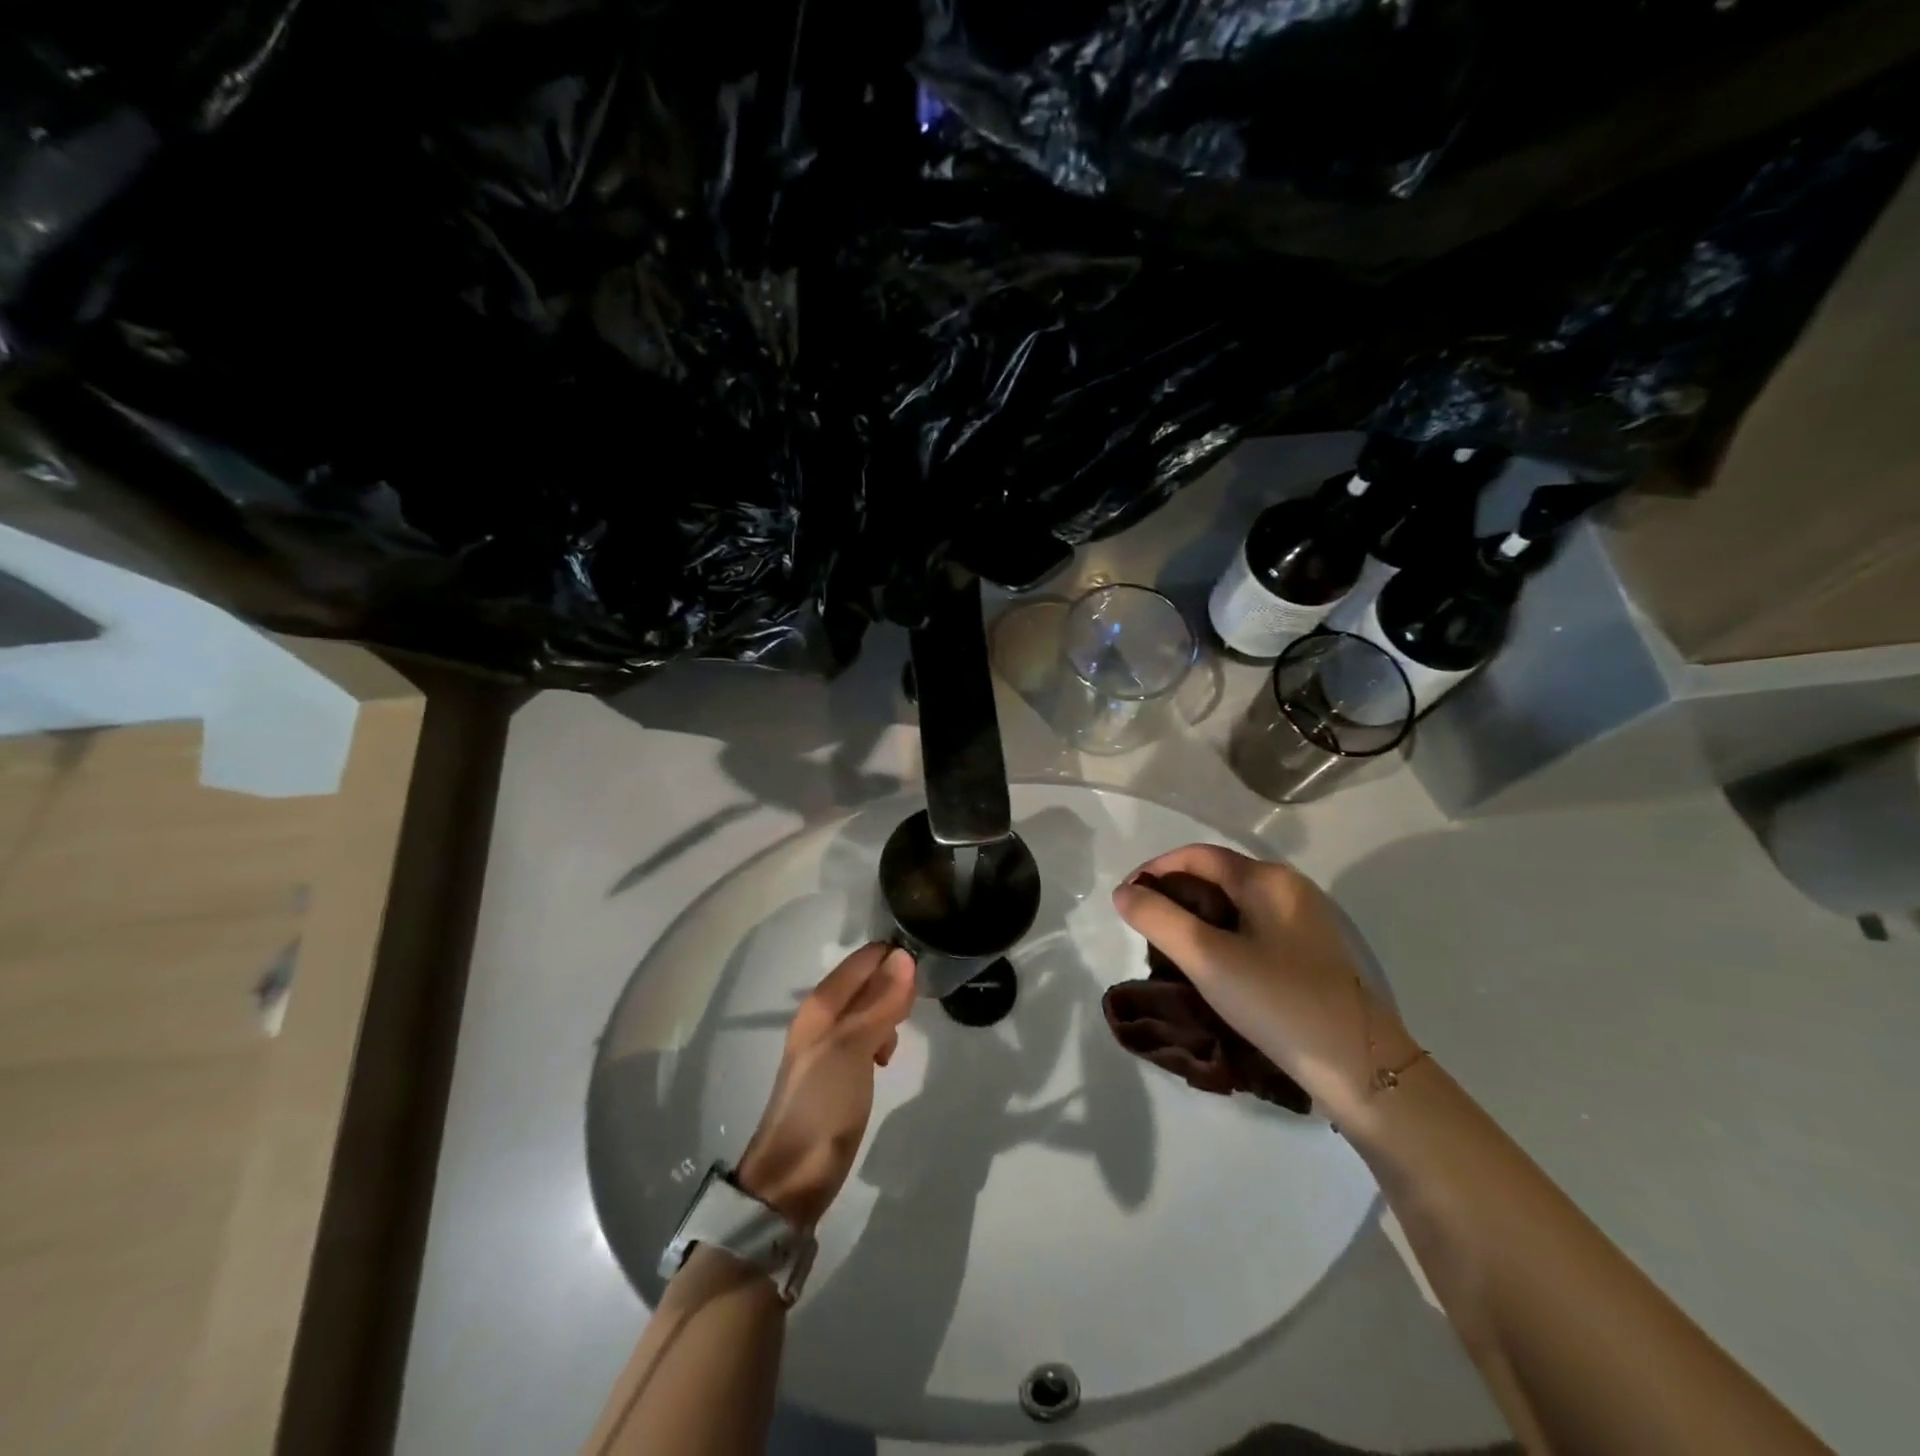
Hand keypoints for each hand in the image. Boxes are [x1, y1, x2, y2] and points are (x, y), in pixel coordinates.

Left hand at [735, 943, 916, 1228]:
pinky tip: (886, 1057)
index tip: (926, 967)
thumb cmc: (822, 1105)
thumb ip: (878, 1003)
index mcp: (820, 1005)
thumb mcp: (853, 1049)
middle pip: (865, 981)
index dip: (893, 957)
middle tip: (916, 1007)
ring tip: (900, 1034)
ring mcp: (828, 1044)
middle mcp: (821, 1017)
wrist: (793, 1177)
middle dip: (894, 985)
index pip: (862, 960)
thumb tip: (904, 957)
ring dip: (889, 1012)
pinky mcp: (837, 1070)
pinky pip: (866, 1034)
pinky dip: (881, 1037)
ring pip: (868, 1008)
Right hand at [1111, 845, 1420, 1126]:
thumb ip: (1158, 918)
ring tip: (1172, 951)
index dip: (1154, 871)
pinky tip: (1214, 969)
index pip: (1196, 856)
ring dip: (1198, 918)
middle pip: (1217, 876)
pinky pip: (1255, 929)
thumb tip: (1124, 892)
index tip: (1126, 902)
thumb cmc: (1278, 1002)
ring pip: (1236, 905)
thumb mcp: (1207, 958)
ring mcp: (1307, 921)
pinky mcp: (1314, 953)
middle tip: (1146, 930)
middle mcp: (1290, 889)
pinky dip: (1224, 936)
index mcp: (1267, 879)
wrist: (1362, 1069)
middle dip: (1175, 896)